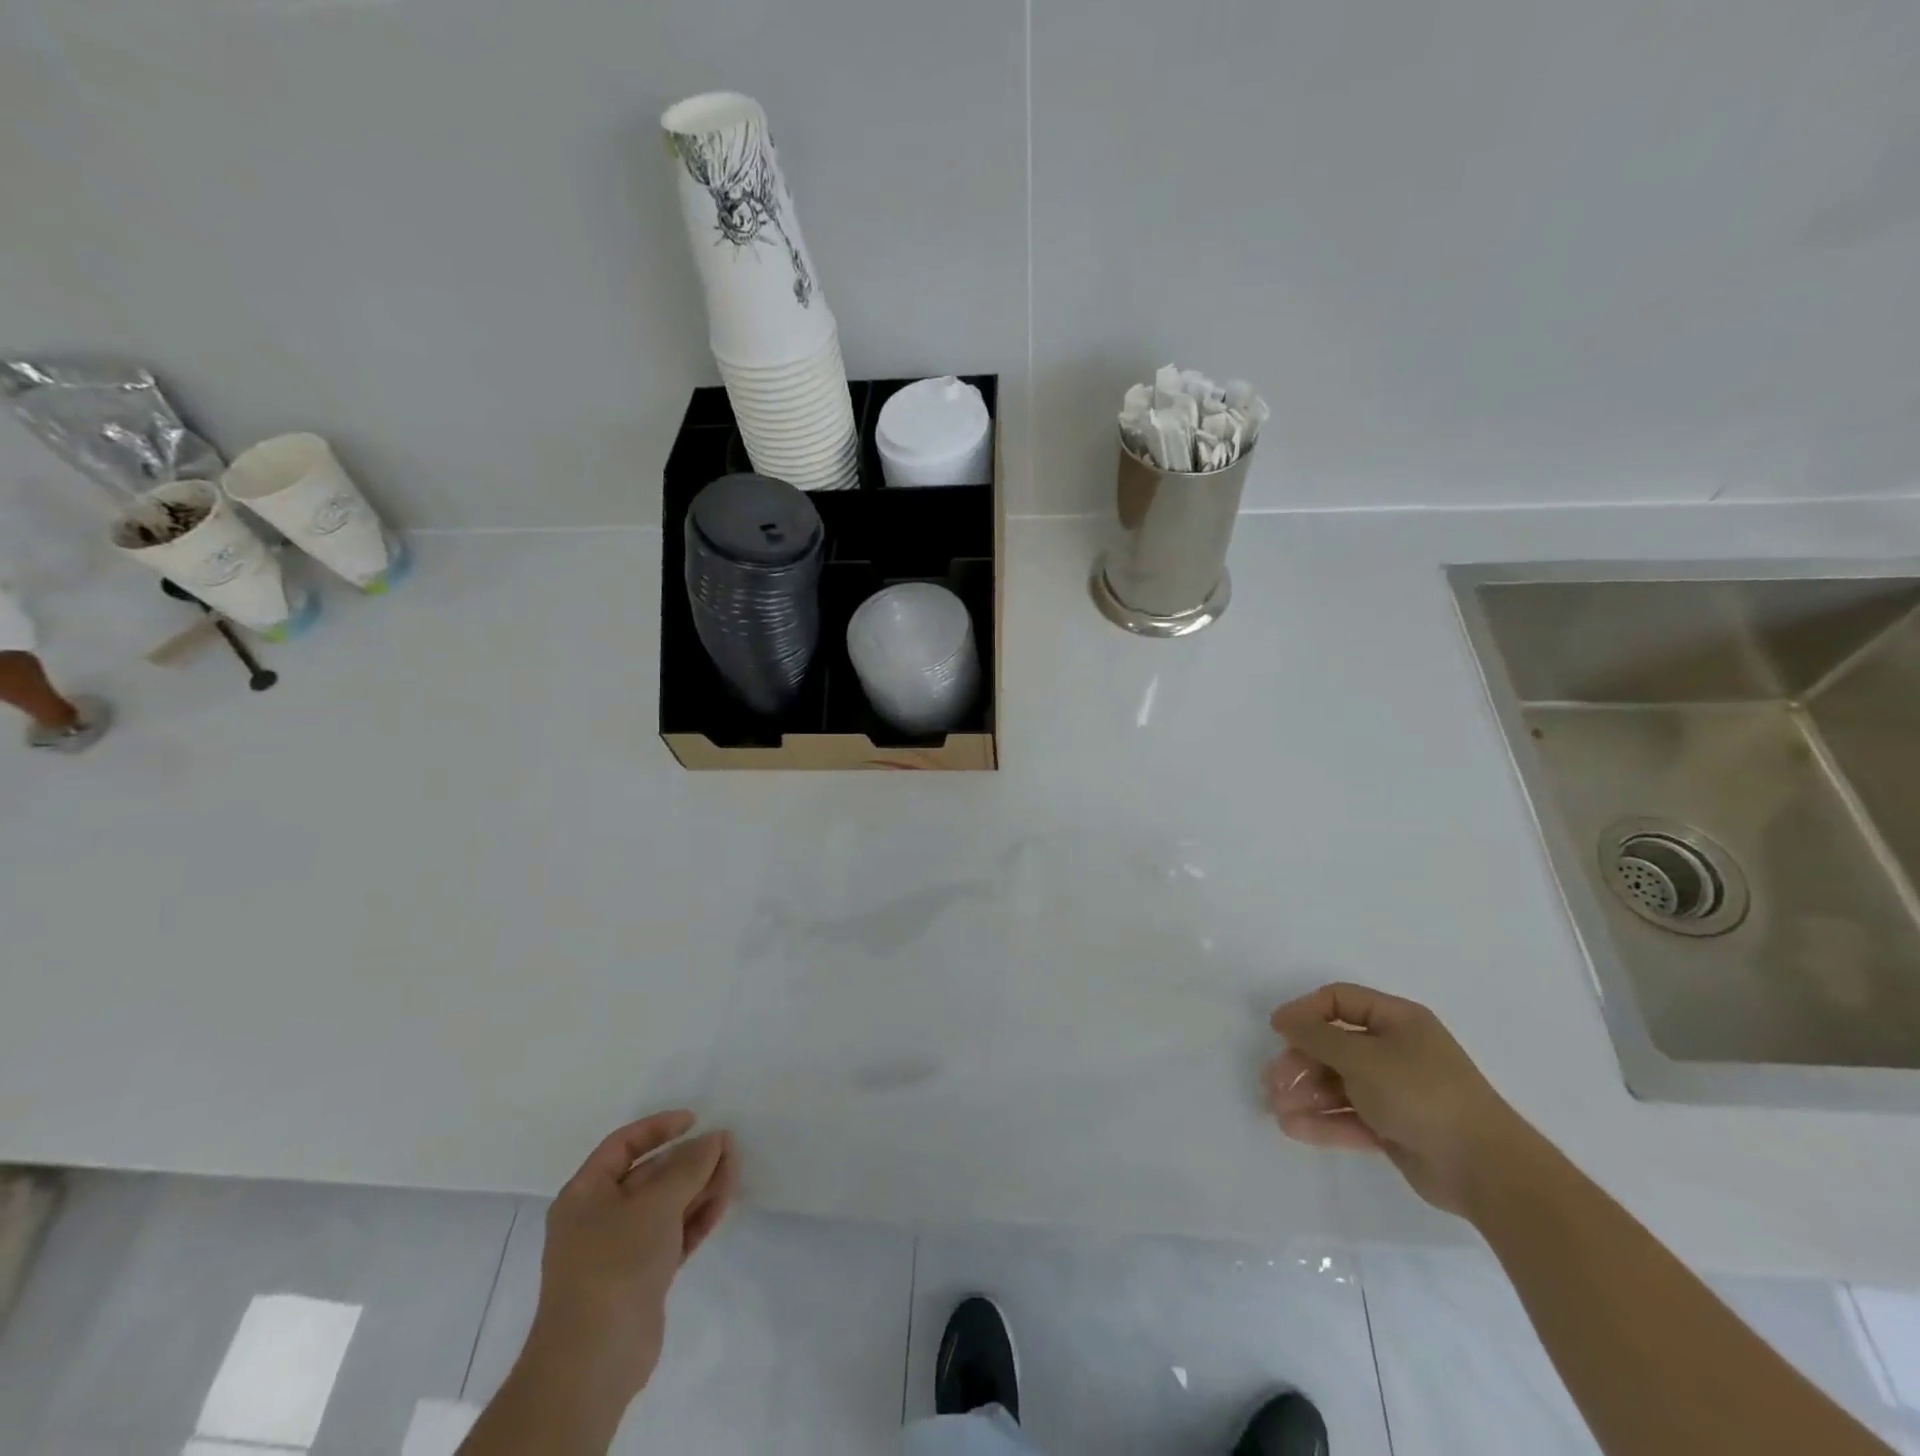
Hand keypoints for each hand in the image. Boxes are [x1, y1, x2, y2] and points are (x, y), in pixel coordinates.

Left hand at [524, 1110, 736, 1406]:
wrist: (594, 1361)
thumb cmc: (615, 1264)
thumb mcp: (656, 1204)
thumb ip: (690, 1166)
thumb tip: (716, 1138)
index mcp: (586, 1194)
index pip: (624, 1145)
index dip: (659, 1128)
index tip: (696, 1120)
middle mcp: (599, 1217)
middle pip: (651, 1175)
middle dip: (689, 1160)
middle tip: (728, 1148)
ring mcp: (621, 1249)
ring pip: (666, 1205)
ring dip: (699, 1187)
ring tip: (734, 1172)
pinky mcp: (642, 1276)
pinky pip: (673, 1234)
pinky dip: (696, 1218)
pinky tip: (723, 1203)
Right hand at [1264, 983, 1535, 1215]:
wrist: (1486, 1170)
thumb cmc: (1421, 1094)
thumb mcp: (1362, 1057)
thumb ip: (1317, 1036)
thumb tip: (1285, 1020)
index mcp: (1398, 1020)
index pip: (1340, 1001)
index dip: (1305, 1011)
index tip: (1277, 1030)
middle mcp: (1396, 1051)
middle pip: (1334, 1045)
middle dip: (1300, 1061)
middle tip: (1272, 1080)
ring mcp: (1396, 1091)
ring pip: (1339, 1084)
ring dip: (1306, 1094)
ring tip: (1275, 1108)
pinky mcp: (1395, 1128)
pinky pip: (1350, 1117)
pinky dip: (1323, 1121)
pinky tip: (1293, 1128)